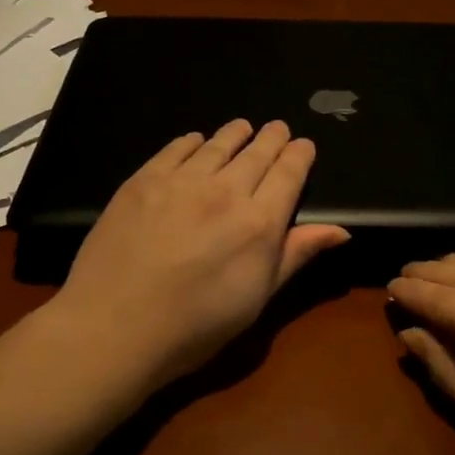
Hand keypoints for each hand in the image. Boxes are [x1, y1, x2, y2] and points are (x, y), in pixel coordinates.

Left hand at [50, 119, 349, 389]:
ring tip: (243, 127)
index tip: (304, 145)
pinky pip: (176, 149)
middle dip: (272, 138)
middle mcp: (226, 191)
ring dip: (235, 133)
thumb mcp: (256, 299)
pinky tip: (196, 141)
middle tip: (278, 128)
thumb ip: (295, 255)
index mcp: (260, 223)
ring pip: (217, 144)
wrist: (114, 327)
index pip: (289, 174)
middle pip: (257, 153)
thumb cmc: (194, 326)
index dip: (300, 155)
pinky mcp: (143, 181)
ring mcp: (181, 182)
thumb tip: (340, 230)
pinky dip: (192, 142)